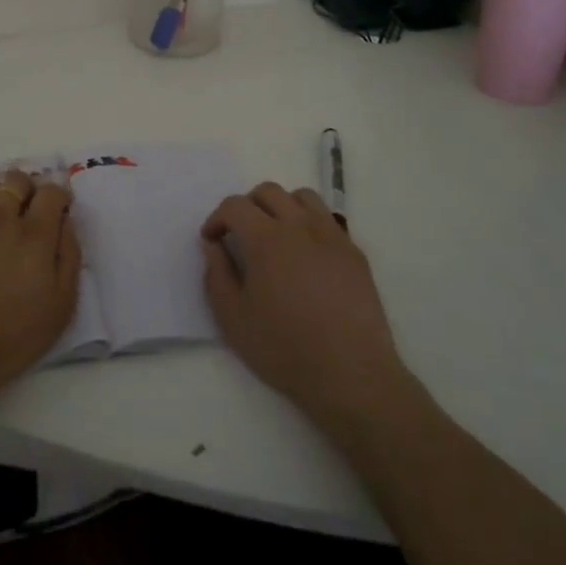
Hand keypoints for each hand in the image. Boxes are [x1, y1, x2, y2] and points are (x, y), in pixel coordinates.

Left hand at [0, 170, 82, 409]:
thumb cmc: (10, 338)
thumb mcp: (60, 306)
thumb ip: (69, 256)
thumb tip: (66, 222)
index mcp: (34, 234)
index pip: (52, 191)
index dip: (59, 197)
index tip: (58, 211)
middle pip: (16, 180)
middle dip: (28, 190)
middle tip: (27, 213)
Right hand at [201, 183, 410, 424]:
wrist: (350, 373)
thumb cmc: (284, 348)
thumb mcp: (233, 319)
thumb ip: (217, 275)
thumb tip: (213, 246)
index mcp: (266, 239)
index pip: (235, 206)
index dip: (217, 218)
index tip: (212, 240)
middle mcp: (299, 226)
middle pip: (268, 192)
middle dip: (247, 206)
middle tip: (240, 235)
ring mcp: (331, 235)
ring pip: (302, 197)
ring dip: (281, 207)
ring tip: (275, 235)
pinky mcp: (354, 251)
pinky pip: (327, 220)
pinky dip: (309, 224)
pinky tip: (306, 256)